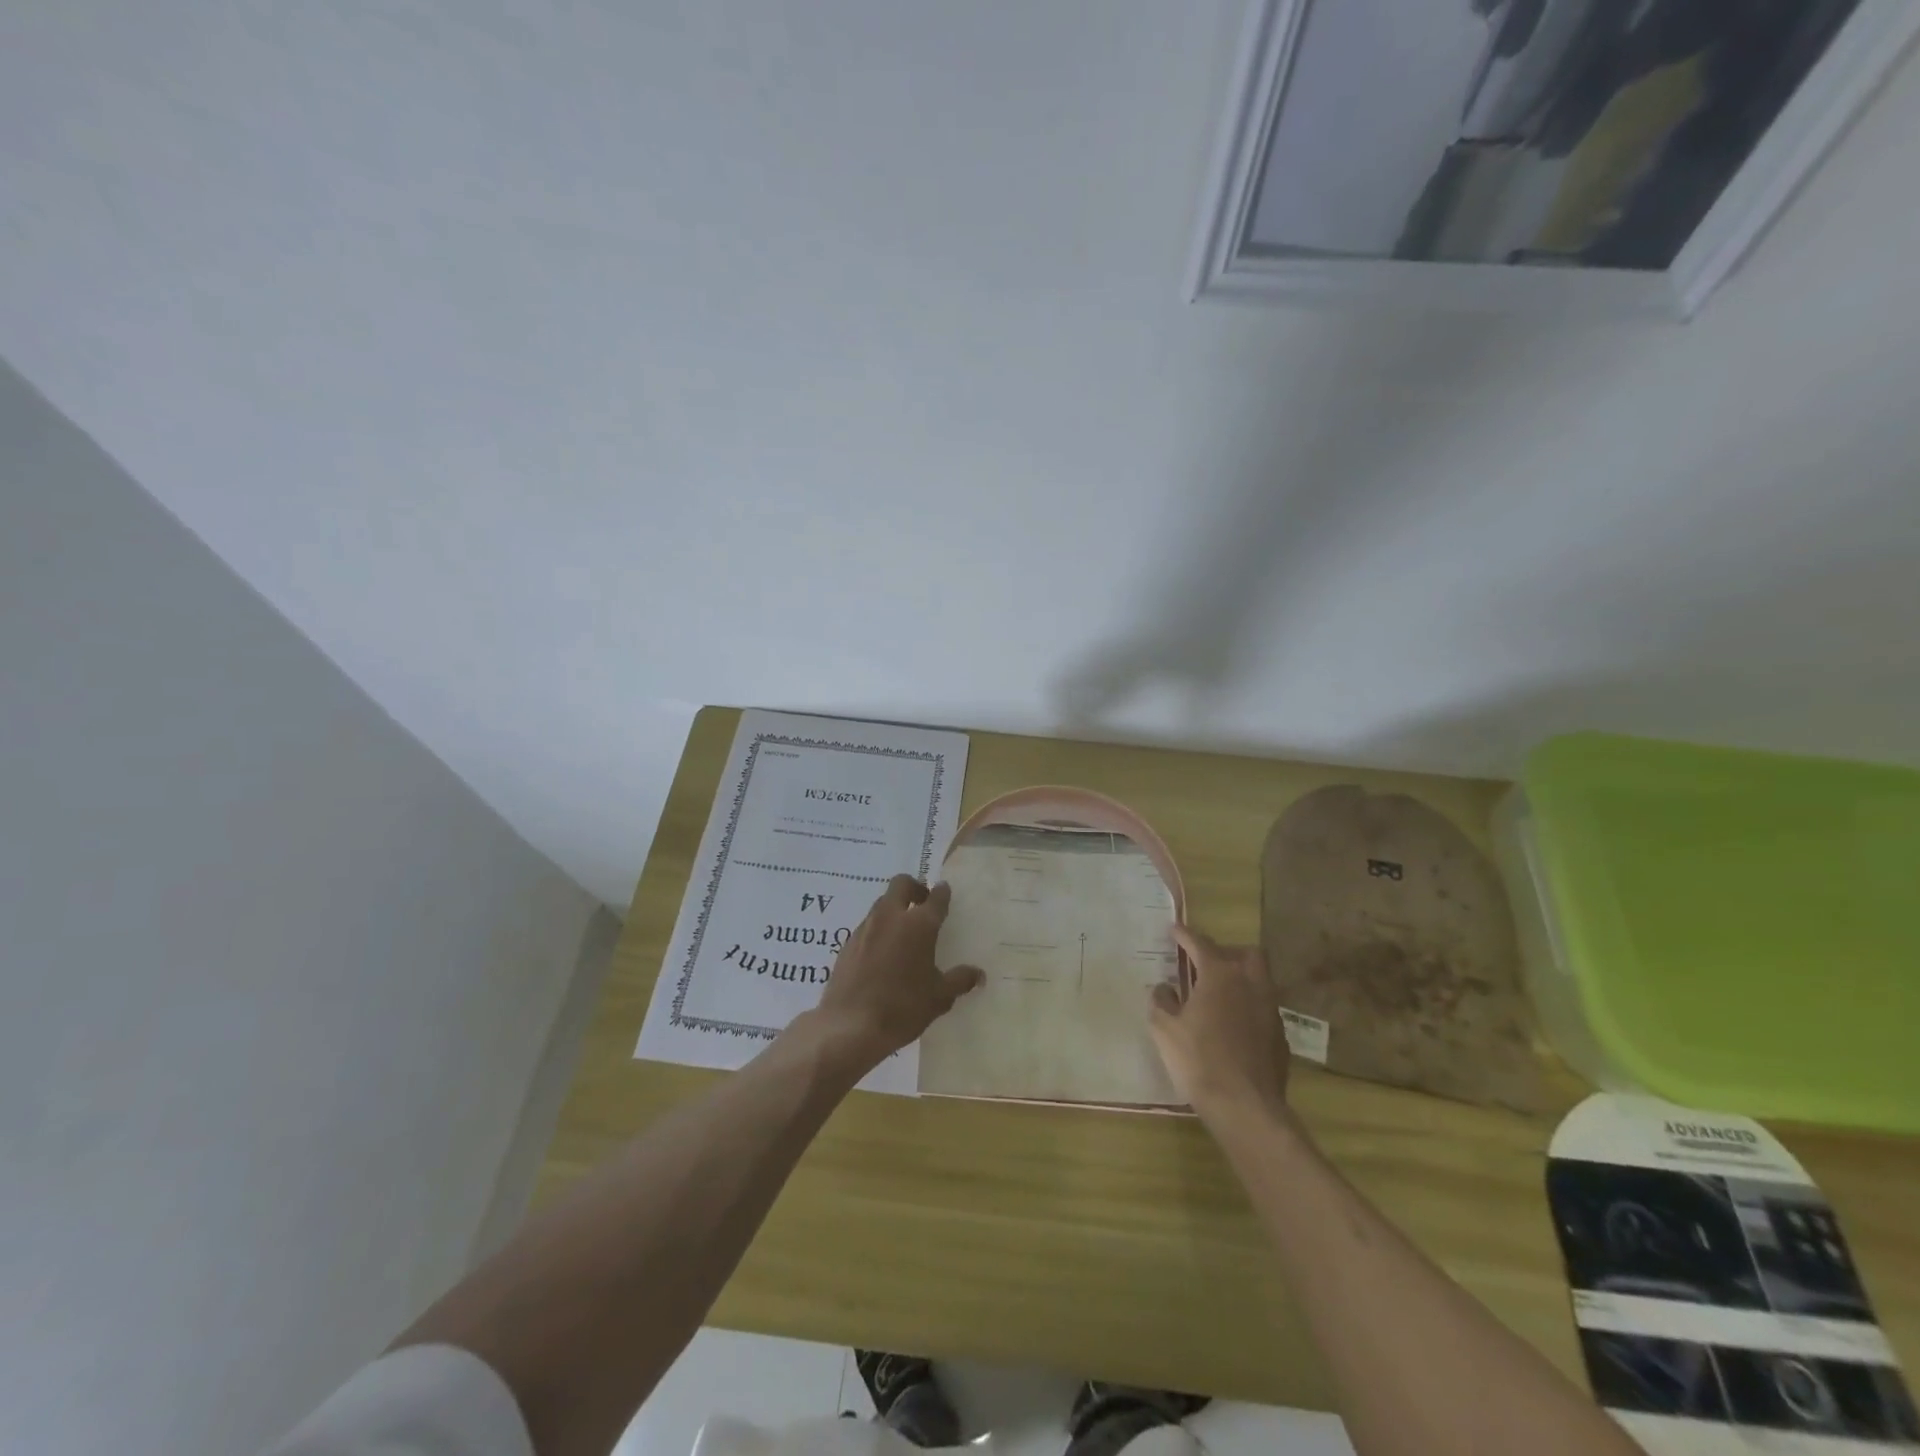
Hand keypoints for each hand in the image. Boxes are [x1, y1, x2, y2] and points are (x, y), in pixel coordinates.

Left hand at [811, 875, 983, 1067]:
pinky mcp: (848, 943)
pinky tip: (882, 952)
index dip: (942, 893)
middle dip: (914, 888)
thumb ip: (959, 980)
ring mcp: (866, 928)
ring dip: (894, 908)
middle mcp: (891, 917)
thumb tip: (978, 974)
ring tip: (903, 930)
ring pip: (882, 903)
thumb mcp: (939, 998)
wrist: (850, 1026)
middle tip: (922, 903)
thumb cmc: (902, 1008)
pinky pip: (867, 925)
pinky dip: (878, 929)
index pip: (935, 898)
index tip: (944, 892)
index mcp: (919, 925)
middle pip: (901, 885)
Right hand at [1150, 925, 1291, 1123]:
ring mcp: (1270, 1009)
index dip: (1185, 934)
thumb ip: (1161, 1001)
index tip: (1174, 929)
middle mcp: (1250, 983)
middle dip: (1226, 951)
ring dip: (1240, 979)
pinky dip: (1248, 1006)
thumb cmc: (1199, 1060)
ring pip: (1260, 979)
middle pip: (1246, 953)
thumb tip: (1165, 988)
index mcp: (1220, 975)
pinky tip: (1233, 1026)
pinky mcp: (1280, 1034)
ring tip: (1219, 994)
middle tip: (1205, 963)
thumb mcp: (1164, 1029)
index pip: (1201, 943)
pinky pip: (1263, 1007)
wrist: (1245, 1106)